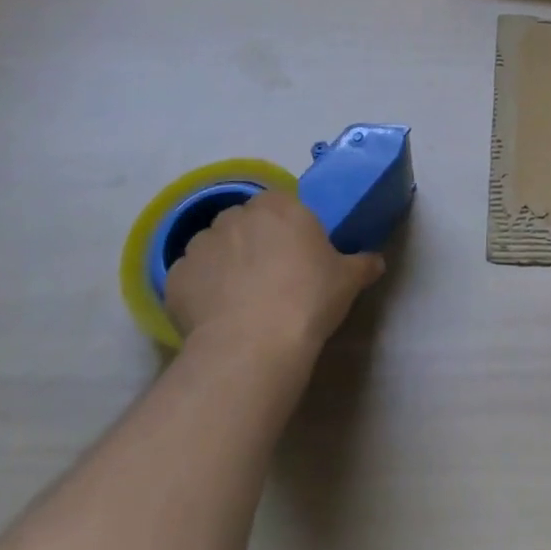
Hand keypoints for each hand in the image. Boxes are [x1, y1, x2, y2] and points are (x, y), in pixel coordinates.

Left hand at [164, 191, 383, 359]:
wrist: (253, 345)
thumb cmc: (308, 299)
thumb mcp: (348, 279)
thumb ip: (362, 264)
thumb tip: (376, 261)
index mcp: (280, 206)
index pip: (279, 203)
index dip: (284, 227)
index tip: (293, 252)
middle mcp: (237, 215)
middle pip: (243, 221)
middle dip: (251, 240)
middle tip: (268, 273)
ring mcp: (201, 244)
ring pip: (212, 245)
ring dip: (222, 262)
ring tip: (236, 296)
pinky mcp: (174, 277)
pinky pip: (188, 276)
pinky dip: (197, 289)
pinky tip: (213, 313)